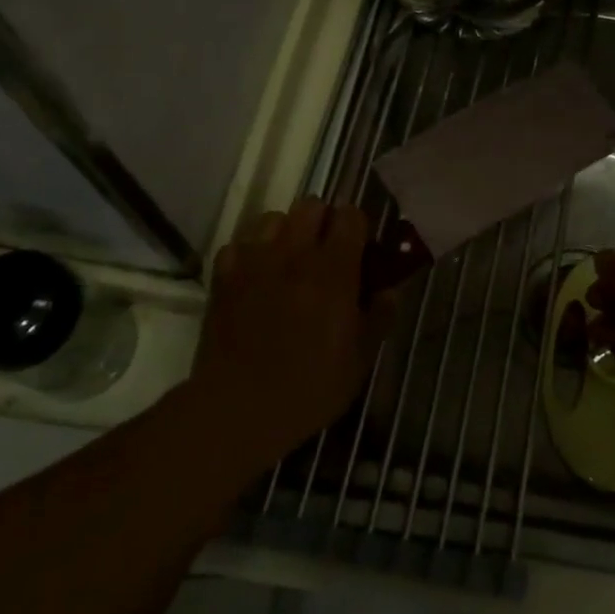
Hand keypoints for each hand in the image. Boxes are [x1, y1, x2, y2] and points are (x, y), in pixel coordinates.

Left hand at [188, 197, 390, 474]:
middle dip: (322, 221)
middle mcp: (294, 254)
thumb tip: (390, 290)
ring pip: (273, 218)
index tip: (360, 249)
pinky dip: (249, 254)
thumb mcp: (360, 359)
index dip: (357, 226)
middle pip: (311, 205)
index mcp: (334, 269)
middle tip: (326, 253)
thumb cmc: (309, 386)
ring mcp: (255, 262)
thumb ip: (379, 317)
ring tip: (289, 261)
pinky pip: (238, 246)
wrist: (238, 408)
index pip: (350, 215)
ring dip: (285, 232)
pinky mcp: (224, 278)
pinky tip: (255, 278)